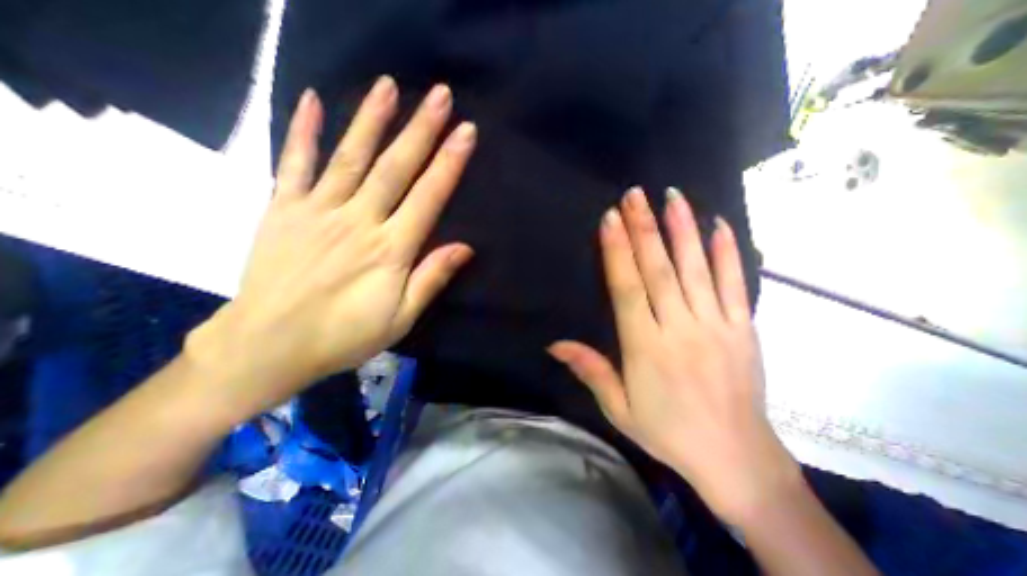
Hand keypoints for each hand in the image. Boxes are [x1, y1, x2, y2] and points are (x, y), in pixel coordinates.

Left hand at [189, 75, 476, 418]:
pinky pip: (295, 164)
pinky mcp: (284, 210)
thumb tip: (465, 248)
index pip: (427, 197)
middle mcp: (358, 221)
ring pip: (351, 157)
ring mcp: (317, 211)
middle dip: (421, 129)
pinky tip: (312, 101)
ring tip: (389, 86)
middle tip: (440, 94)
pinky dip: (303, 131)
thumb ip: (432, 278)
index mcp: (390, 250)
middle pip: (395, 167)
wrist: (268, 345)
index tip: (465, 132)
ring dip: (371, 119)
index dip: (449, 163)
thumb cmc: (344, 336)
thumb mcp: (401, 318)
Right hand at [550, 187, 796, 522]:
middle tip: (635, 195)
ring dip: (683, 229)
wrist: (736, 458)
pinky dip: (728, 252)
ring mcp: (717, 325)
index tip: (611, 219)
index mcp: (645, 347)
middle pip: (659, 269)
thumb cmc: (667, 432)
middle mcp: (680, 328)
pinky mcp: (744, 328)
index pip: (628, 288)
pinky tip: (720, 225)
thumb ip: (590, 370)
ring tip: (673, 197)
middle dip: (644, 228)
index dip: (618, 251)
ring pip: (697, 268)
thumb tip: (554, 344)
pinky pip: (736, 284)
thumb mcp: (618, 407)